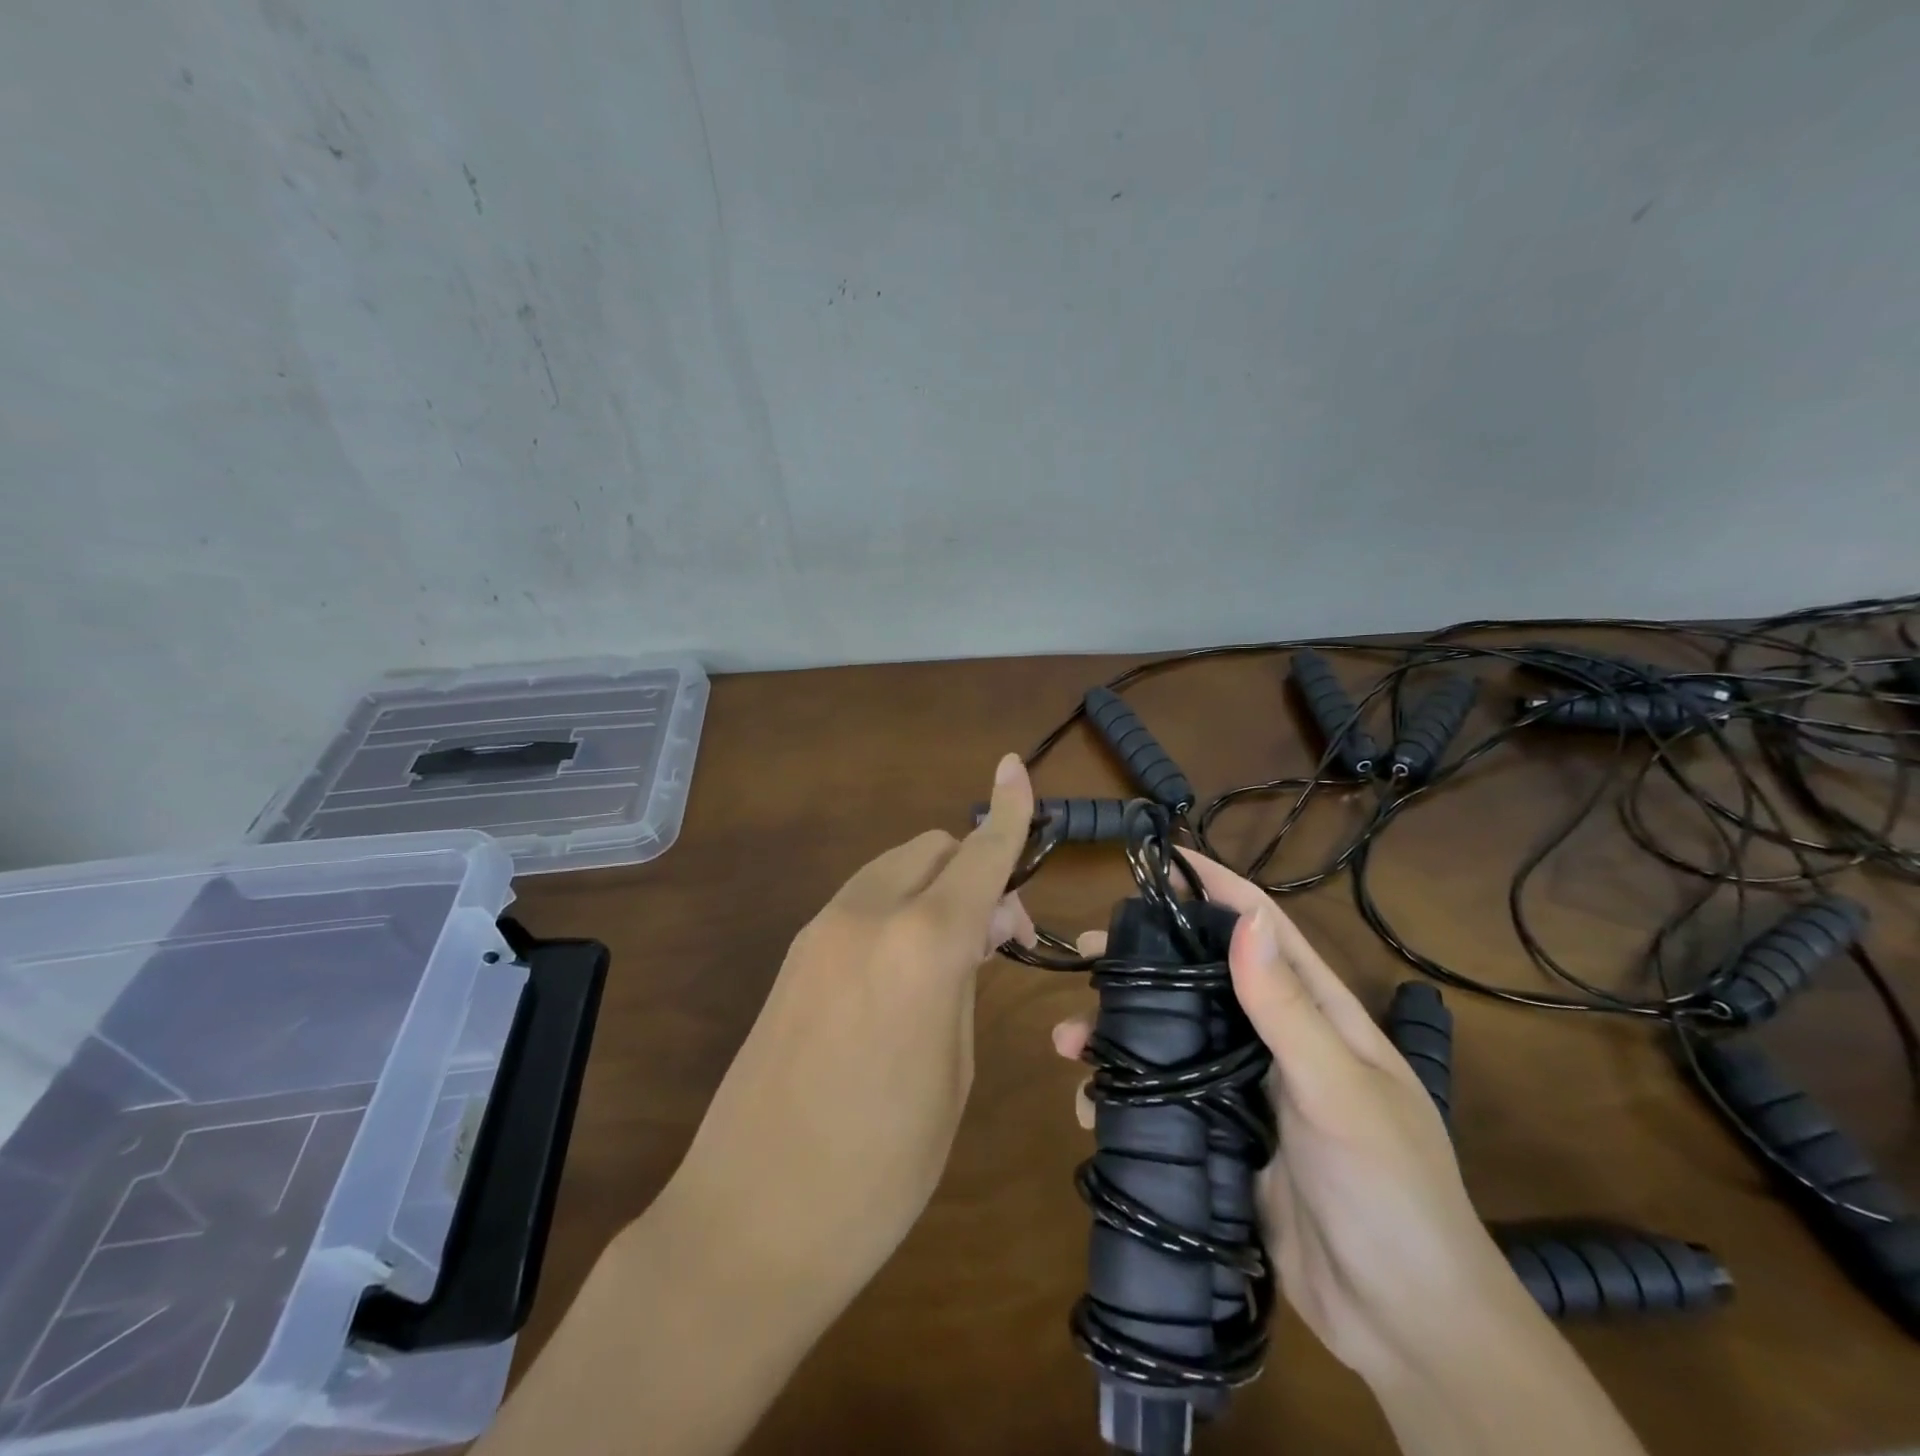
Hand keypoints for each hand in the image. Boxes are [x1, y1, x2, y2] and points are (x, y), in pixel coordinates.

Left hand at [671, 753, 1036, 1295]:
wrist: (749, 1222)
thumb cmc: (880, 1168)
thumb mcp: (952, 1073)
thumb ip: (964, 981)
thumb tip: (974, 930)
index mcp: (921, 945)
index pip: (978, 855)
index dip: (1007, 811)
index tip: (1016, 767)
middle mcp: (866, 915)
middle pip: (932, 849)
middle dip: (974, 868)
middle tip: (997, 935)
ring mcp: (819, 931)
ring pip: (894, 869)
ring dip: (934, 886)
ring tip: (955, 953)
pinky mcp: (792, 955)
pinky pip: (861, 901)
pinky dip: (897, 907)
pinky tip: (905, 966)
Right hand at [1053, 851, 1538, 1386]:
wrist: (1405, 1326)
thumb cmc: (1388, 1191)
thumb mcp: (1339, 1091)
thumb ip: (1288, 1008)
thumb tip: (1243, 917)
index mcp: (1319, 1014)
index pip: (1265, 929)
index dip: (1218, 888)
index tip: (1163, 859)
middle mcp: (1279, 1042)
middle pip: (1202, 982)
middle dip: (1144, 964)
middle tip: (1087, 954)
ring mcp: (1248, 1093)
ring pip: (1174, 1042)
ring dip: (1120, 1036)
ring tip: (1068, 1043)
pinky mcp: (1224, 1140)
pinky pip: (1166, 1102)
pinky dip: (1126, 1097)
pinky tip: (1092, 1108)